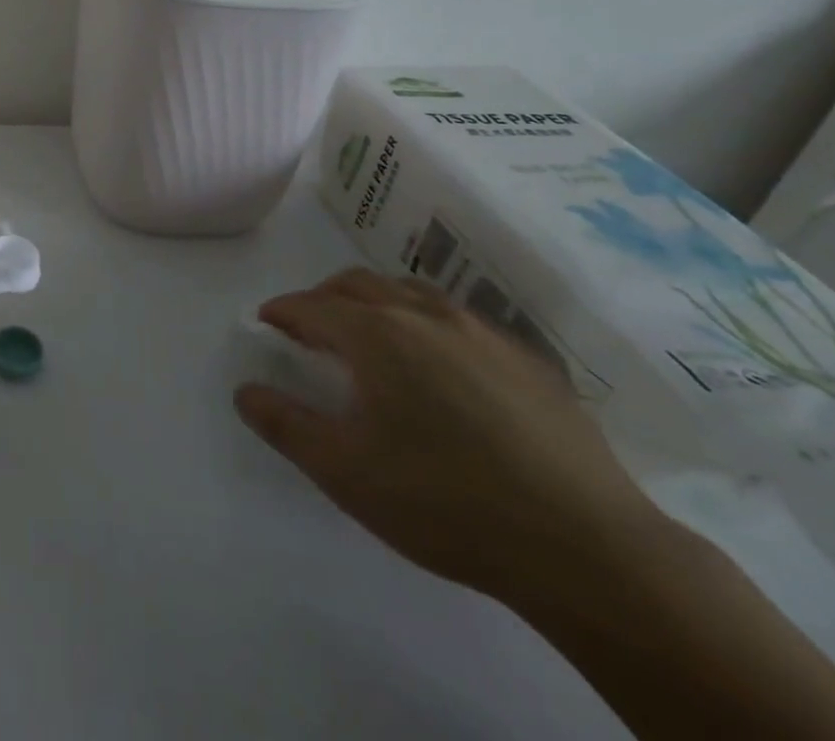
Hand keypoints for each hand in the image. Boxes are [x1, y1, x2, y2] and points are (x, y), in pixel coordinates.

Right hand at [234, 267, 667, 605]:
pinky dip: (429, 325)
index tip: (266, 324)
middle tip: (311, 329)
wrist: (589, 550)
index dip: (281, 312)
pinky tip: (443, 370)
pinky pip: (461, 321)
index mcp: (376, 334)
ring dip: (378, 303)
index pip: (311, 306)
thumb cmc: (446, 503)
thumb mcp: (345, 472)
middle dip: (324, 298)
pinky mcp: (530, 361)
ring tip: (372, 338)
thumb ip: (284, 424)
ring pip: (413, 293)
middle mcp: (425, 315)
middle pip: (359, 284)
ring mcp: (483, 333)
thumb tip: (245, 390)